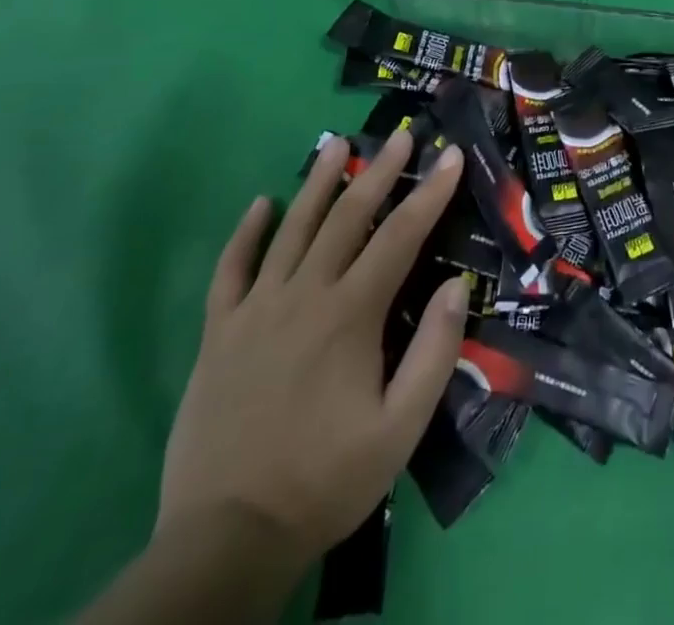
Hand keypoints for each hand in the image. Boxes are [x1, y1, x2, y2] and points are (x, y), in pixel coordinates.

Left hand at [156, 128, 469, 571]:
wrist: (227, 539)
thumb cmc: (326, 479)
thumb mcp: (400, 428)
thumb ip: (433, 352)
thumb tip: (456, 286)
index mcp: (351, 314)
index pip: (400, 235)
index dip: (430, 192)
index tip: (450, 155)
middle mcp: (304, 295)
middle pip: (347, 217)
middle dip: (378, 170)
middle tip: (401, 134)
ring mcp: (255, 310)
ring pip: (291, 228)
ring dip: (317, 182)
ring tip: (334, 144)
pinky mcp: (218, 334)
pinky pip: (230, 270)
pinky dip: (245, 233)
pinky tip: (260, 204)